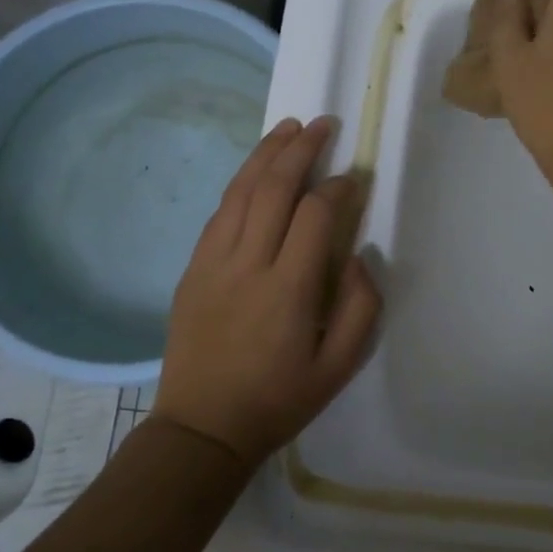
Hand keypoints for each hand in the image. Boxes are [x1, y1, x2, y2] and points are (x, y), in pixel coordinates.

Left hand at [154, 116, 380, 464]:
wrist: (202, 427)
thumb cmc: (278, 400)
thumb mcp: (338, 368)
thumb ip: (360, 308)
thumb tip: (358, 256)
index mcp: (287, 290)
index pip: (315, 215)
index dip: (338, 188)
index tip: (354, 178)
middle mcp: (247, 265)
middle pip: (273, 189)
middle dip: (301, 150)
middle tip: (323, 124)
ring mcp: (212, 263)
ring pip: (239, 192)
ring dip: (266, 154)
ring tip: (289, 127)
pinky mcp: (192, 269)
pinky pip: (218, 213)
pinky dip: (240, 183)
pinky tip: (255, 170)